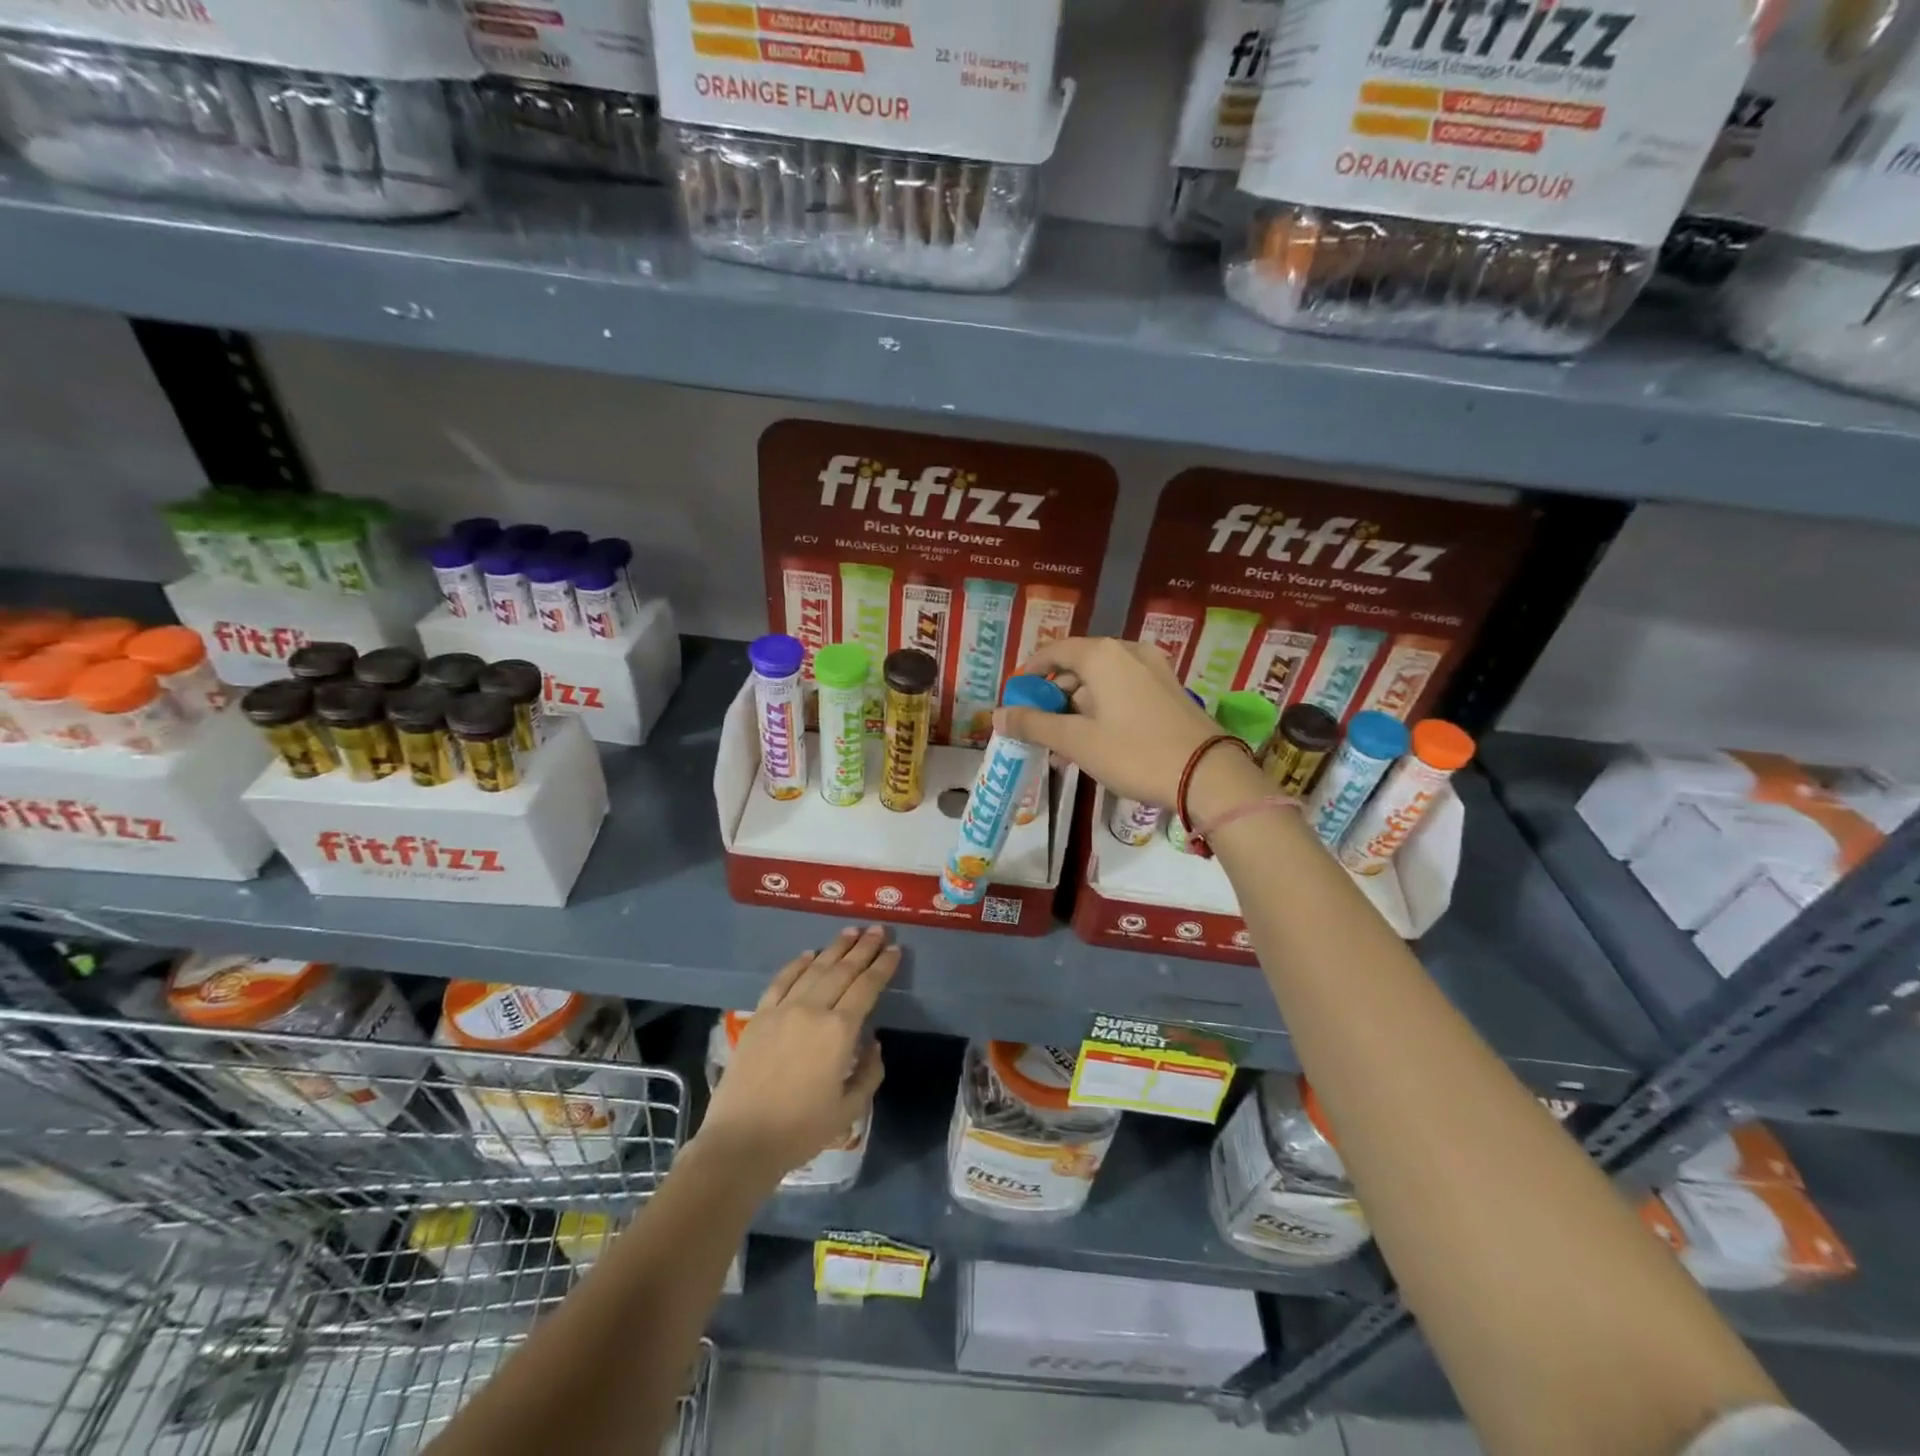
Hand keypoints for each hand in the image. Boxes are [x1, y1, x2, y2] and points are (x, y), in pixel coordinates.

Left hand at [697, 926, 897, 1182]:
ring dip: (835, 948)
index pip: (867, 987)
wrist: (742, 1141)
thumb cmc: (801, 1130)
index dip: (883, 966)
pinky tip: (809, 954)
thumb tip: (873, 1043)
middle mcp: (813, 1010)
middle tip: (877, 930)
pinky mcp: (759, 1016)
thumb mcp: (849, 1109)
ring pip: (814, 968)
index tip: (895, 950)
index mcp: (840, 1031)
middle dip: (863, 948)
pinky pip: (781, 980)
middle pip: (843, 970)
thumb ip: (869, 1072)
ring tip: (850, 932)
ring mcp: (783, 1009)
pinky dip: (797, 964)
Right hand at [996, 637, 1264, 817]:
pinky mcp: (1169, 689)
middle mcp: (1128, 652)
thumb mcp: (1076, 741)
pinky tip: (1096, 741)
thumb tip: (997, 715)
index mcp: (1102, 655)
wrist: (1208, 775)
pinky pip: (1124, 690)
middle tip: (1038, 725)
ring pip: (1102, 680)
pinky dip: (1103, 708)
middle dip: (1054, 694)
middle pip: (1078, 665)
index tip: (1016, 697)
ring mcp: (1154, 669)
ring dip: (1078, 706)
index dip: (1029, 672)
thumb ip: (1034, 725)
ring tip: (1064, 742)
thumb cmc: (1135, 753)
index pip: (1053, 651)